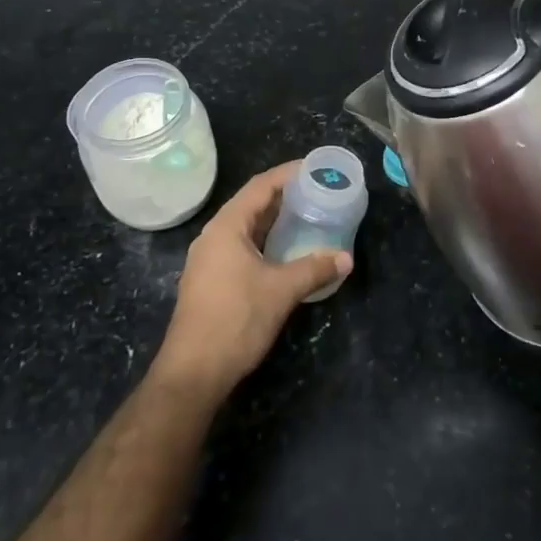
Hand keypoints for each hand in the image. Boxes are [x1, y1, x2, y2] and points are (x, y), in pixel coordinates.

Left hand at [152, 161, 351, 401]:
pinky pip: (242, 247)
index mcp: (226, 227)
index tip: (314, 168)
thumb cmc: (236, 320)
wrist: (194, 372)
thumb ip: (314, 269)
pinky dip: (266, 241)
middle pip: (252, 204)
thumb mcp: (281, 291)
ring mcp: (209, 260)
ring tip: (307, 215)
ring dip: (275, 220)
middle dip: (284, 196)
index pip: (260, 186)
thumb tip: (345, 258)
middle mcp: (214, 236)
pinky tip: (286, 250)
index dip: (288, 174)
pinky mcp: (211, 280)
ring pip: (247, 228)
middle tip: (317, 191)